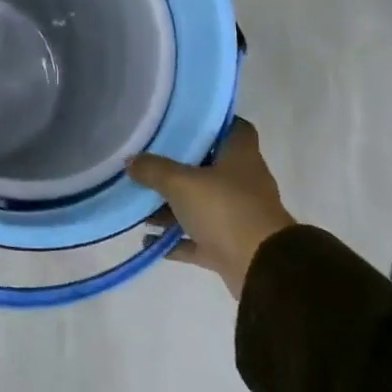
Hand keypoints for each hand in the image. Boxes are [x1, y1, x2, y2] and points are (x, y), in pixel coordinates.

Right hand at [127, 119, 295, 298]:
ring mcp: (238, 216)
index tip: (183, 122)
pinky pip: (197, 239)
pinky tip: (147, 239)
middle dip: (179, 167)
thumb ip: (153, 169)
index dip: (212, 123)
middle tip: (148, 161)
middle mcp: (243, 183)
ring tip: (140, 205)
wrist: (261, 269)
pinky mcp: (230, 246)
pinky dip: (175, 240)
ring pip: (201, 205)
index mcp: (240, 157)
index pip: (234, 127)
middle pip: (210, 167)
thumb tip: (130, 160)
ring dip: (173, 207)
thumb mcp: (181, 183)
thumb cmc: (225, 209)